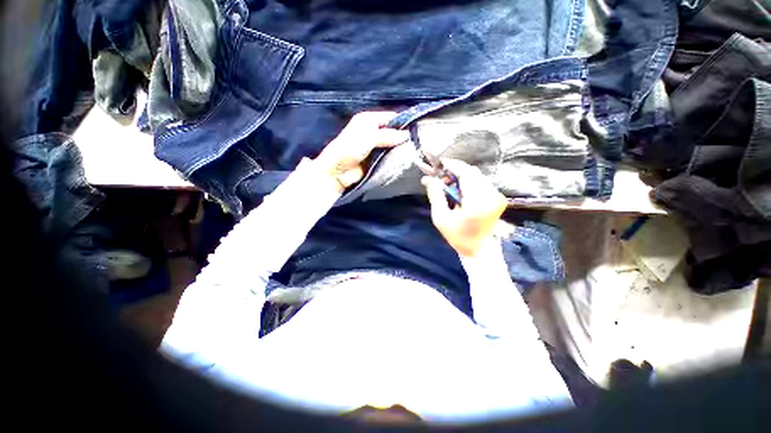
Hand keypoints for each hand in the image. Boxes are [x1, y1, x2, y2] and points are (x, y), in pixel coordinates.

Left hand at [314, 112, 408, 192]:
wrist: (338, 172)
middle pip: (393, 132)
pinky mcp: (377, 160)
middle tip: (418, 144)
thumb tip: (407, 135)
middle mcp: (373, 132)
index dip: (403, 122)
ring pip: (392, 145)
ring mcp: (375, 147)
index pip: (391, 118)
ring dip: (400, 149)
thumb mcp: (368, 136)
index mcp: (369, 120)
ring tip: (414, 153)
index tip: (417, 130)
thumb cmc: (350, 149)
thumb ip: (388, 135)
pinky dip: (395, 159)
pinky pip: (389, 157)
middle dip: (403, 137)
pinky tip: (405, 161)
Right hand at [422, 159, 506, 257]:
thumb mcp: (441, 218)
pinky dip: (469, 182)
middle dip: (456, 171)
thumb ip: (435, 195)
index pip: (466, 173)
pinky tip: (460, 190)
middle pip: (473, 172)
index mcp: (478, 201)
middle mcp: (492, 195)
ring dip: (462, 176)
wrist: (479, 249)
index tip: (440, 163)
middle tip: (442, 177)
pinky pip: (481, 182)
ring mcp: (497, 196)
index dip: (453, 165)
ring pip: (477, 176)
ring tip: (449, 185)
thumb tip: (428, 178)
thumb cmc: (458, 236)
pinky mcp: (498, 198)